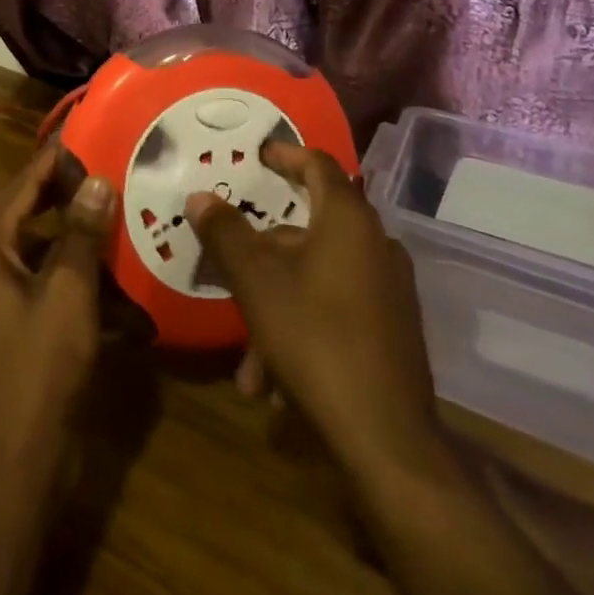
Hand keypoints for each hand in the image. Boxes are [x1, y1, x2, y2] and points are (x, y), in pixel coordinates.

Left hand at [0, 142, 115, 463]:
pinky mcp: (12, 323)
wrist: (15, 462)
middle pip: (31, 212)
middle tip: (113, 168)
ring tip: (121, 215)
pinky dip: (77, 279)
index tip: (90, 130)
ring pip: (43, 249)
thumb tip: (96, 180)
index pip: (23, 182)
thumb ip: (83, 233)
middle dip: (72, 196)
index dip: (57, 157)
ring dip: (80, 240)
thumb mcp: (68, 292)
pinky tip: (119, 280)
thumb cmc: (38, 366)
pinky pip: (46, 283)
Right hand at [184, 140, 436, 477]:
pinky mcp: (393, 332)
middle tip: (231, 268)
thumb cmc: (315, 338)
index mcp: (348, 219)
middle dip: (263, 256)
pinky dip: (302, 330)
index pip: (317, 164)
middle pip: (308, 231)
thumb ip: (225, 232)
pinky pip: (337, 312)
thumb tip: (200, 196)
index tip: (258, 154)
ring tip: (247, 359)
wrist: (388, 441)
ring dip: (276, 306)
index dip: (285, 154)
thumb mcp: (256, 281)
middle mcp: (375, 244)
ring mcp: (389, 290)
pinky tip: (275, 383)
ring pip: (317, 279)